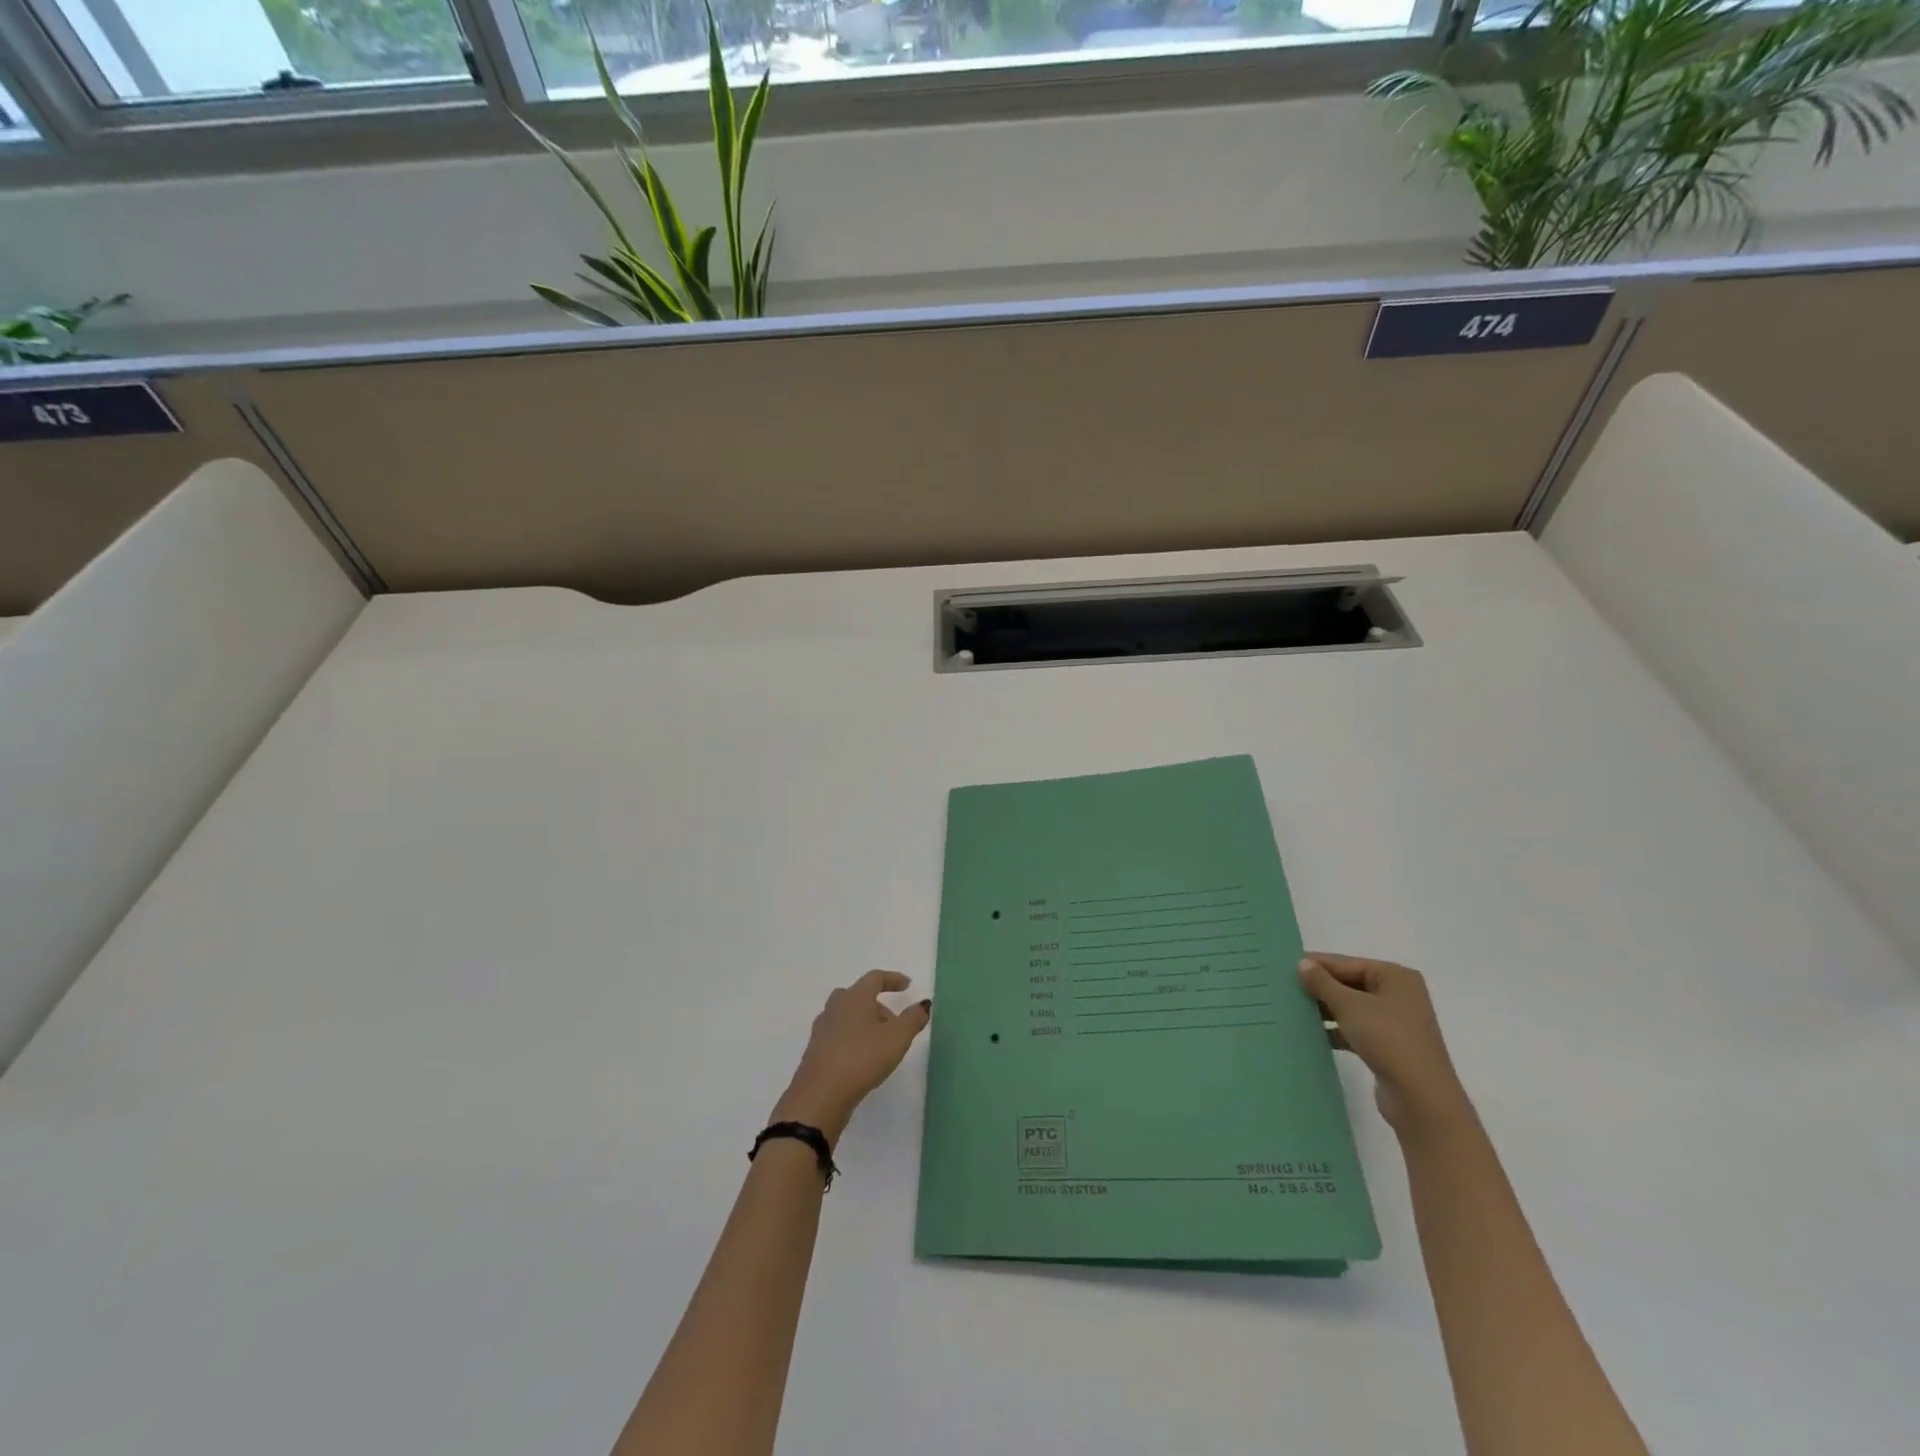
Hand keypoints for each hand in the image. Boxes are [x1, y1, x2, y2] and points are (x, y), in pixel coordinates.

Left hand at [772, 970, 931, 1143]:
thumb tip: (923, 1004)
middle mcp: (835, 1007)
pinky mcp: (815, 1051)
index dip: (893, 979)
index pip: (875, 978)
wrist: (820, 1095)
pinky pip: (838, 1035)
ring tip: (881, 1044)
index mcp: (855, 997)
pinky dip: (853, 1039)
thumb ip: (912, 1019)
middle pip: (858, 996)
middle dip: (879, 1005)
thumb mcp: (897, 1038)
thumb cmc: (862, 1058)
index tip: (908, 985)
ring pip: (847, 1016)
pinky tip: (862, 1059)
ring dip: (865, 1023)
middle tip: (895, 1023)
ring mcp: (822, 1029)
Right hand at [1298, 952, 1471, 1136]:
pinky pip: (1355, 1029)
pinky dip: (1335, 1029)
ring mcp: (1395, 1022)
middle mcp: (1398, 994)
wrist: (1421, 1099)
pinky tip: (1311, 1033)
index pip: (1345, 963)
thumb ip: (1322, 982)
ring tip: (1290, 1008)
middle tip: (1282, 987)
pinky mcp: (1389, 1046)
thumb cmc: (1388, 1039)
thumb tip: (1302, 963)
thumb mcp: (1350, 1006)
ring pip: (1351, 1007)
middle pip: (1349, 983)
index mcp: (1395, 976)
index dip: (1315, 964)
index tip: (1281, 966)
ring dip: (1324, 1009)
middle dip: (1318, 987)